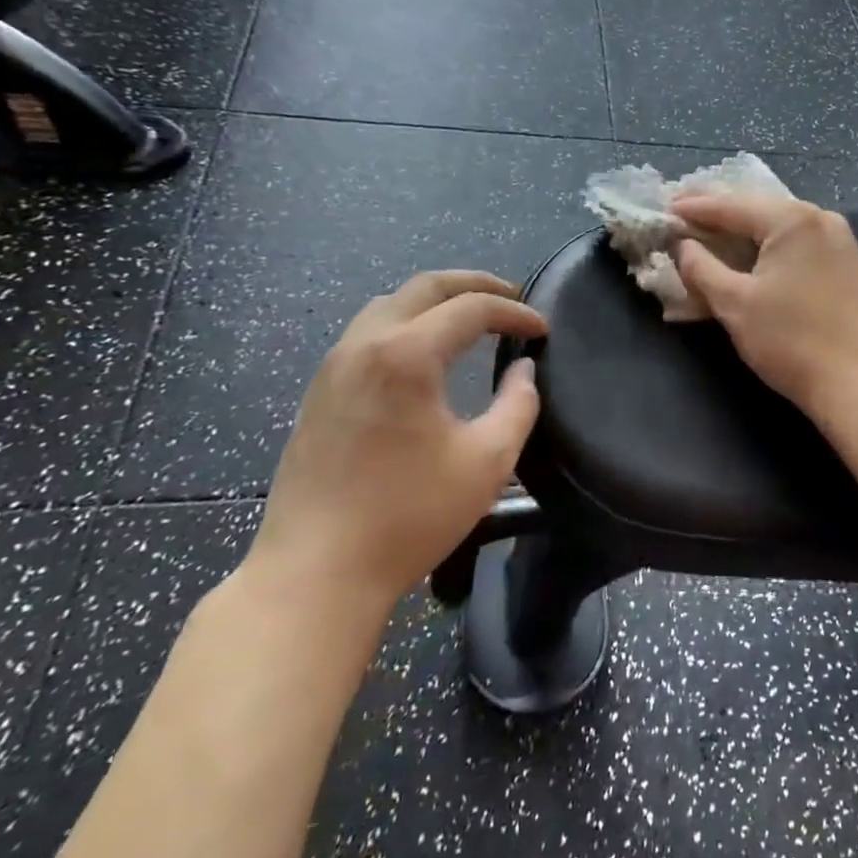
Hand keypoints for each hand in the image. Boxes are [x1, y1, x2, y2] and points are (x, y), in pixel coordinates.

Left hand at [244, 271, 546, 624]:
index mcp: (406, 355)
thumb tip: (523, 370)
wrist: (315, 573)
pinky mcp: (319, 391)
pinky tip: (423, 353)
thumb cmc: (408, 517)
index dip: (514, 313)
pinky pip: (367, 332)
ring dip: (435, 301)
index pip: (471, 309)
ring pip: (390, 304)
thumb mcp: (487, 462)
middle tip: (510, 296)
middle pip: (424, 287)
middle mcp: (365, 344)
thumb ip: (518, 405)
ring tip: (469, 318)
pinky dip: (405, 323)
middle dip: (474, 284)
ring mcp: (334, 365)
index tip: (542, 330)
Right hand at [672, 194, 857, 417]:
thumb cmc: (792, 341)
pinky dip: (766, 241)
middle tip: (681, 210)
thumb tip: (683, 246)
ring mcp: (838, 237)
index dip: (694, 208)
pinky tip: (748, 247)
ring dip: (742, 225)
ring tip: (708, 227)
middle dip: (717, 209)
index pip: (731, 205)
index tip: (664, 209)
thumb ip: (701, 268)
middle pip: (756, 206)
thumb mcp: (734, 304)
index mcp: (791, 219)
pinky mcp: (846, 260)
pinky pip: (796, 238)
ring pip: (777, 222)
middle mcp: (818, 217)